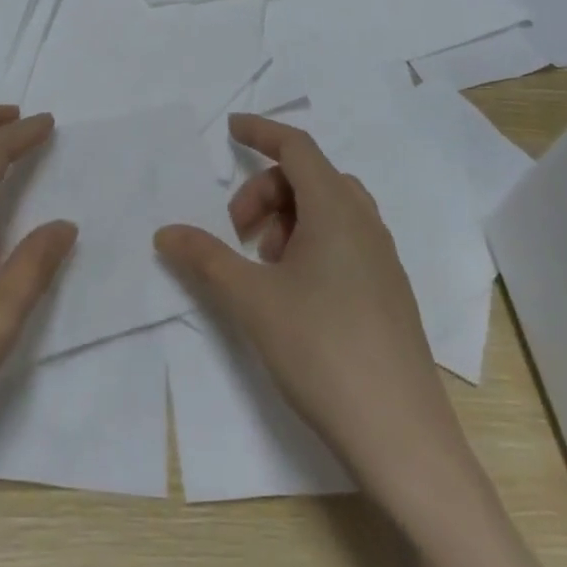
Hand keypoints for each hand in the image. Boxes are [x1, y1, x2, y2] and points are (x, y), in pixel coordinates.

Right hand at [154, 113, 467, 501]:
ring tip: (264, 265)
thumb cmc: (322, 350)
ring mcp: (383, 258)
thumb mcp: (252, 300)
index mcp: (337, 209)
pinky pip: (345, 239)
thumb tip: (165, 232)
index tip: (230, 130)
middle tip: (238, 234)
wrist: (401, 436)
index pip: (297, 146)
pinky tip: (293, 291)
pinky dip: (311, 242)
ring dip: (289, 219)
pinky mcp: (388, 290)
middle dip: (267, 191)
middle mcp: (365, 223)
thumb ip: (206, 258)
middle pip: (310, 176)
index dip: (261, 131)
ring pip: (330, 209)